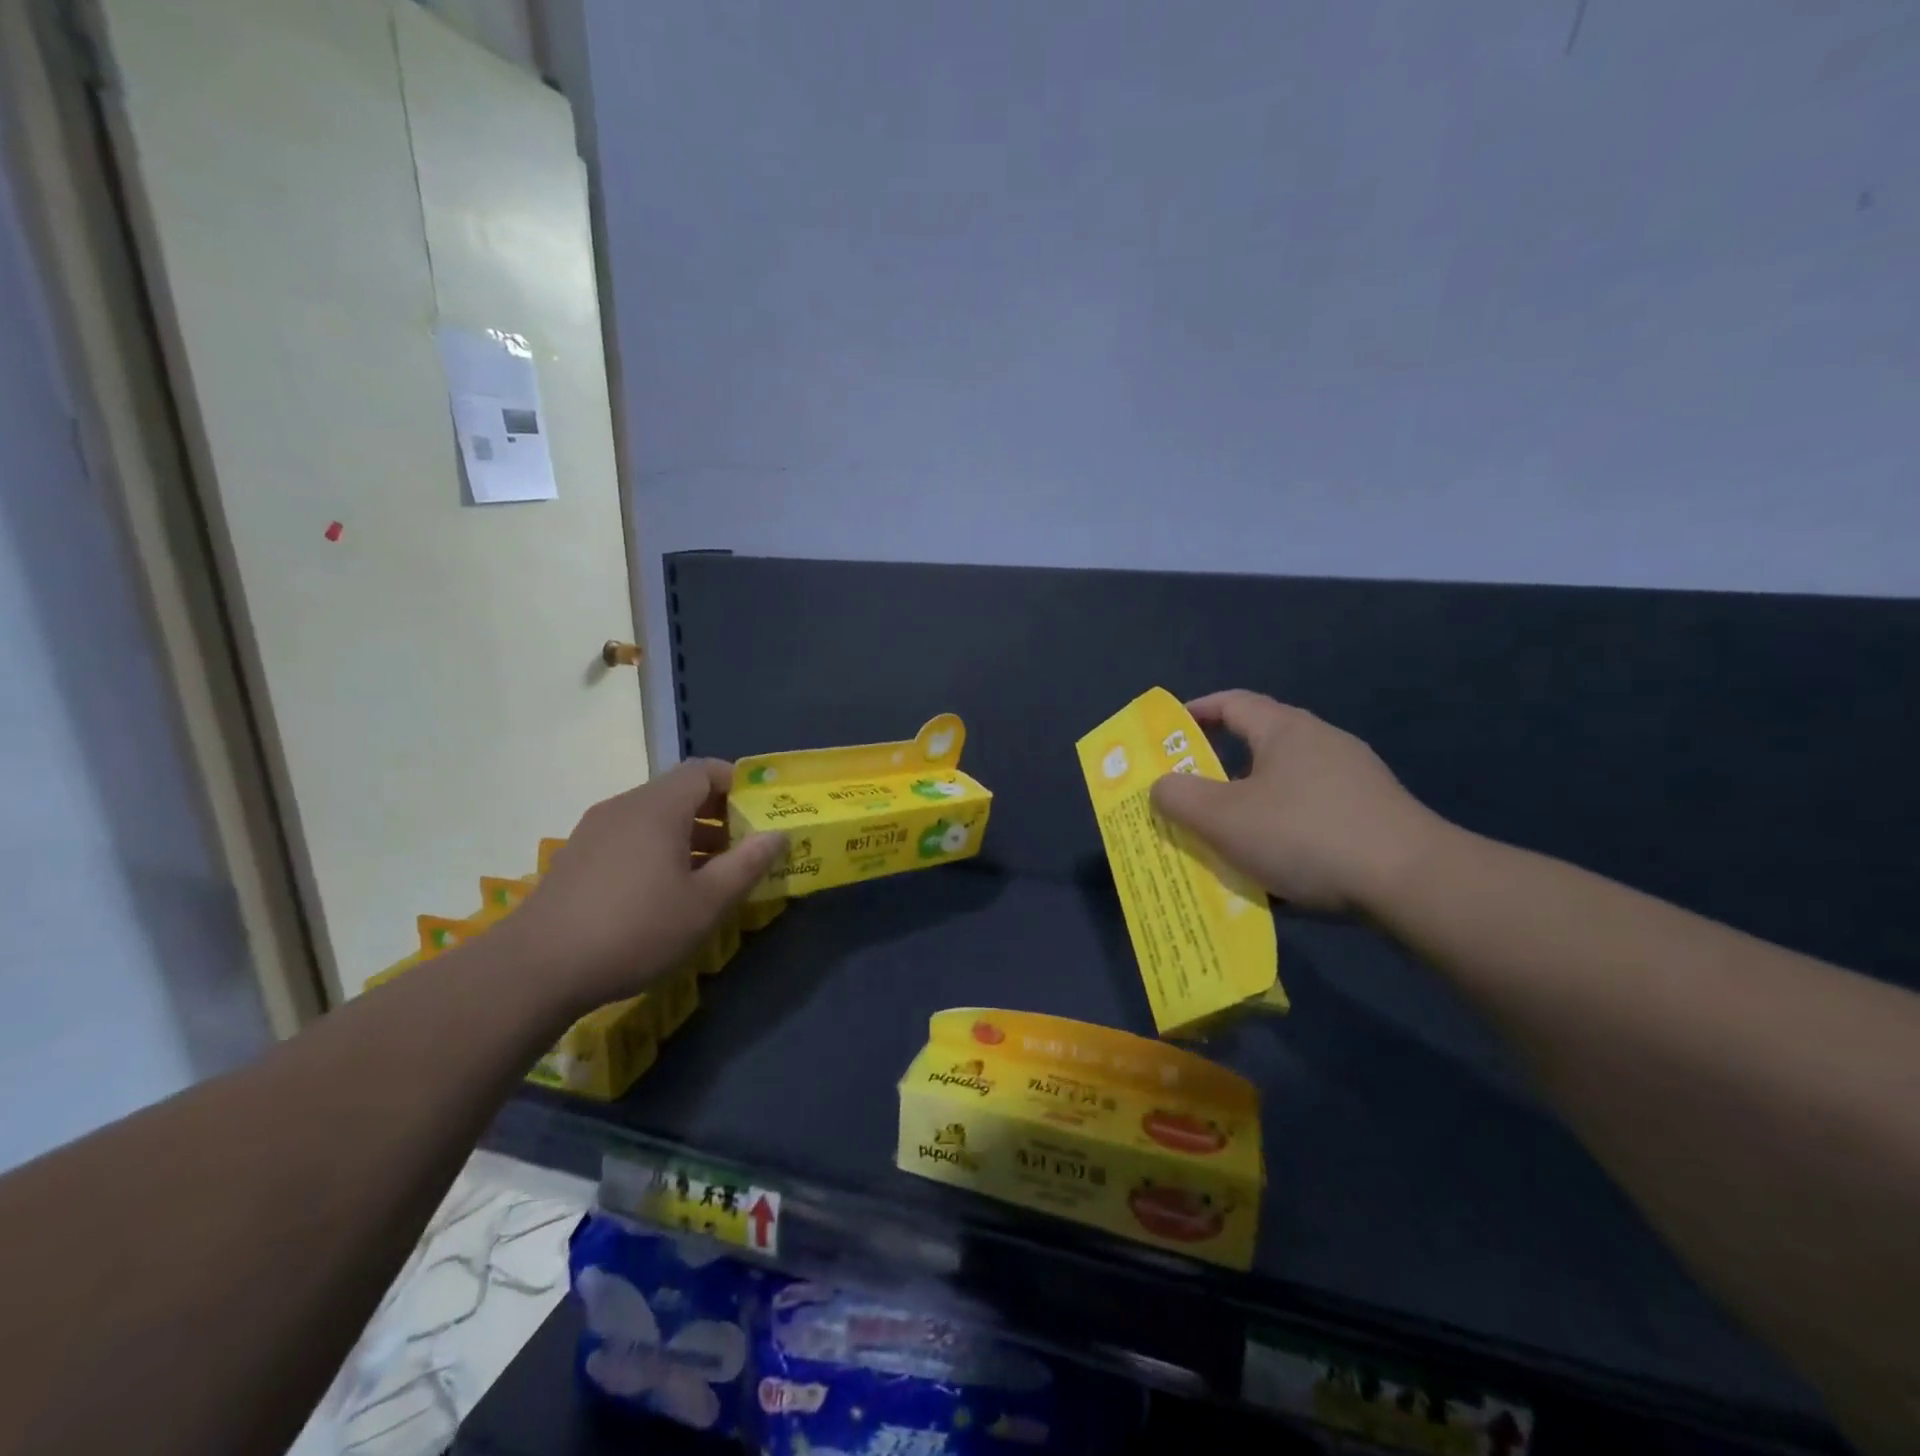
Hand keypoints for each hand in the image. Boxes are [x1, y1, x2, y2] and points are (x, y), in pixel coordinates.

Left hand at [502, 760, 784, 1011]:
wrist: (536, 969)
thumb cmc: (635, 928)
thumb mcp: (705, 903)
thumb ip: (747, 865)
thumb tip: (778, 835)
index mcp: (658, 806)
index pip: (704, 770)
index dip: (738, 785)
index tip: (761, 814)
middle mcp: (625, 806)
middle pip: (680, 793)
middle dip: (719, 816)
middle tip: (745, 850)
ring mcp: (596, 831)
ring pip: (655, 818)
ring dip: (691, 836)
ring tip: (713, 876)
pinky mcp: (579, 857)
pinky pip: (632, 837)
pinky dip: (660, 850)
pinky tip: (667, 892)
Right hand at [1149, 690, 1447, 915]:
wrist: (1413, 883)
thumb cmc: (1305, 835)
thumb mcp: (1223, 818)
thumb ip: (1178, 796)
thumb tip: (1161, 785)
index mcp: (1285, 730)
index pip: (1232, 703)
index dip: (1195, 712)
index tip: (1168, 733)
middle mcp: (1322, 744)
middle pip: (1257, 747)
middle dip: (1218, 772)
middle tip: (1188, 797)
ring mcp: (1354, 781)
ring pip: (1284, 788)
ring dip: (1250, 809)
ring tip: (1226, 841)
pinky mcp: (1374, 817)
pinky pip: (1311, 818)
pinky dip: (1283, 834)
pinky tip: (1275, 872)